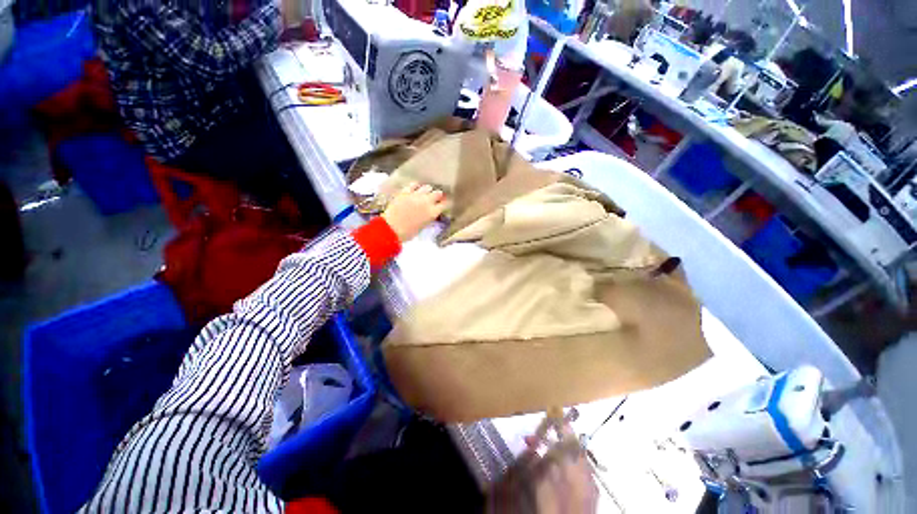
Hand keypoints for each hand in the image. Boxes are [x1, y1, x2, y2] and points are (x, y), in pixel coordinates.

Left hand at [381, 183, 445, 242]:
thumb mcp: (424, 226)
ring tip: (425, 193)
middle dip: (438, 195)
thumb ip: (429, 217)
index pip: (445, 204)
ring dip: (428, 190)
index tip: (445, 204)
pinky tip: (415, 188)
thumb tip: (432, 212)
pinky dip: (416, 186)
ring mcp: (416, 195)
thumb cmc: (408, 232)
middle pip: (438, 193)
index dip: (446, 203)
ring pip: (427, 187)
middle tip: (436, 198)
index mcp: (433, 212)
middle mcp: (427, 201)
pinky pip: (414, 184)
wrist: (391, 228)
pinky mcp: (406, 191)